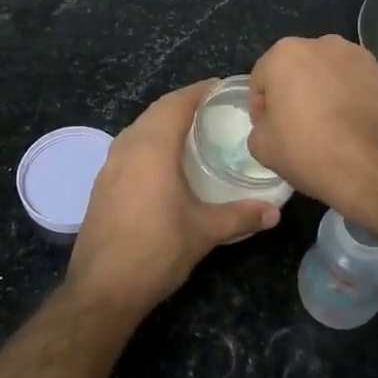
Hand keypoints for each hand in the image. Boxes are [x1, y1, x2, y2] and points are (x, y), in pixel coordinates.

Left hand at [68, 81, 281, 315]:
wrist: (102, 289)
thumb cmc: (156, 251)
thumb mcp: (204, 232)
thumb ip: (240, 216)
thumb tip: (275, 213)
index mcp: (152, 148)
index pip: (177, 103)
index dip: (199, 91)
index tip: (222, 88)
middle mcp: (128, 147)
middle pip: (156, 111)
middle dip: (183, 103)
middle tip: (214, 108)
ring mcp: (110, 165)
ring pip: (139, 128)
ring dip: (163, 121)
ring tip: (192, 130)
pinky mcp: (102, 184)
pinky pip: (128, 147)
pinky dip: (149, 141)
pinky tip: (164, 161)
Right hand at [246, 35, 377, 225]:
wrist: (375, 168)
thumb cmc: (309, 151)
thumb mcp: (262, 148)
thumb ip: (260, 126)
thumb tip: (273, 125)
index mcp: (286, 54)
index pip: (262, 79)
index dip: (261, 107)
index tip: (269, 131)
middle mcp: (325, 44)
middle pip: (299, 69)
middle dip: (296, 92)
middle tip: (299, 127)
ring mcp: (362, 58)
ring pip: (333, 74)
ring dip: (328, 93)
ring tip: (332, 127)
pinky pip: (362, 86)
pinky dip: (356, 101)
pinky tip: (358, 129)